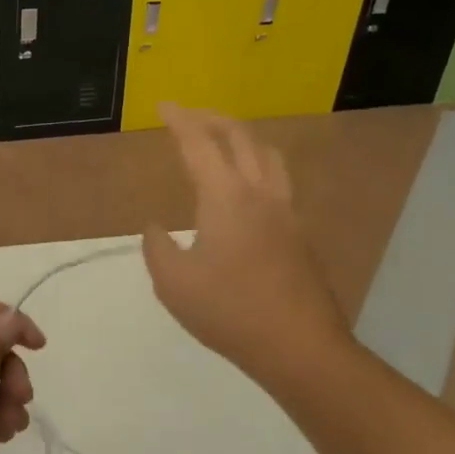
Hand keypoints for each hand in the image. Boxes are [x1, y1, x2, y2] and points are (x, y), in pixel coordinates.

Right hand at [143, 104, 353, 386]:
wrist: (299, 347)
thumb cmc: (230, 312)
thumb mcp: (173, 283)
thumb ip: (156, 248)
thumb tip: (155, 227)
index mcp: (226, 197)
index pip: (199, 143)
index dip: (179, 120)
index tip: (163, 106)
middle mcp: (260, 193)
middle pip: (240, 136)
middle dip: (212, 118)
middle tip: (188, 116)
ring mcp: (285, 211)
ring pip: (268, 154)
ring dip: (242, 137)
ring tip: (222, 140)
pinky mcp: (299, 233)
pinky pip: (278, 179)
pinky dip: (257, 163)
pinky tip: (245, 187)